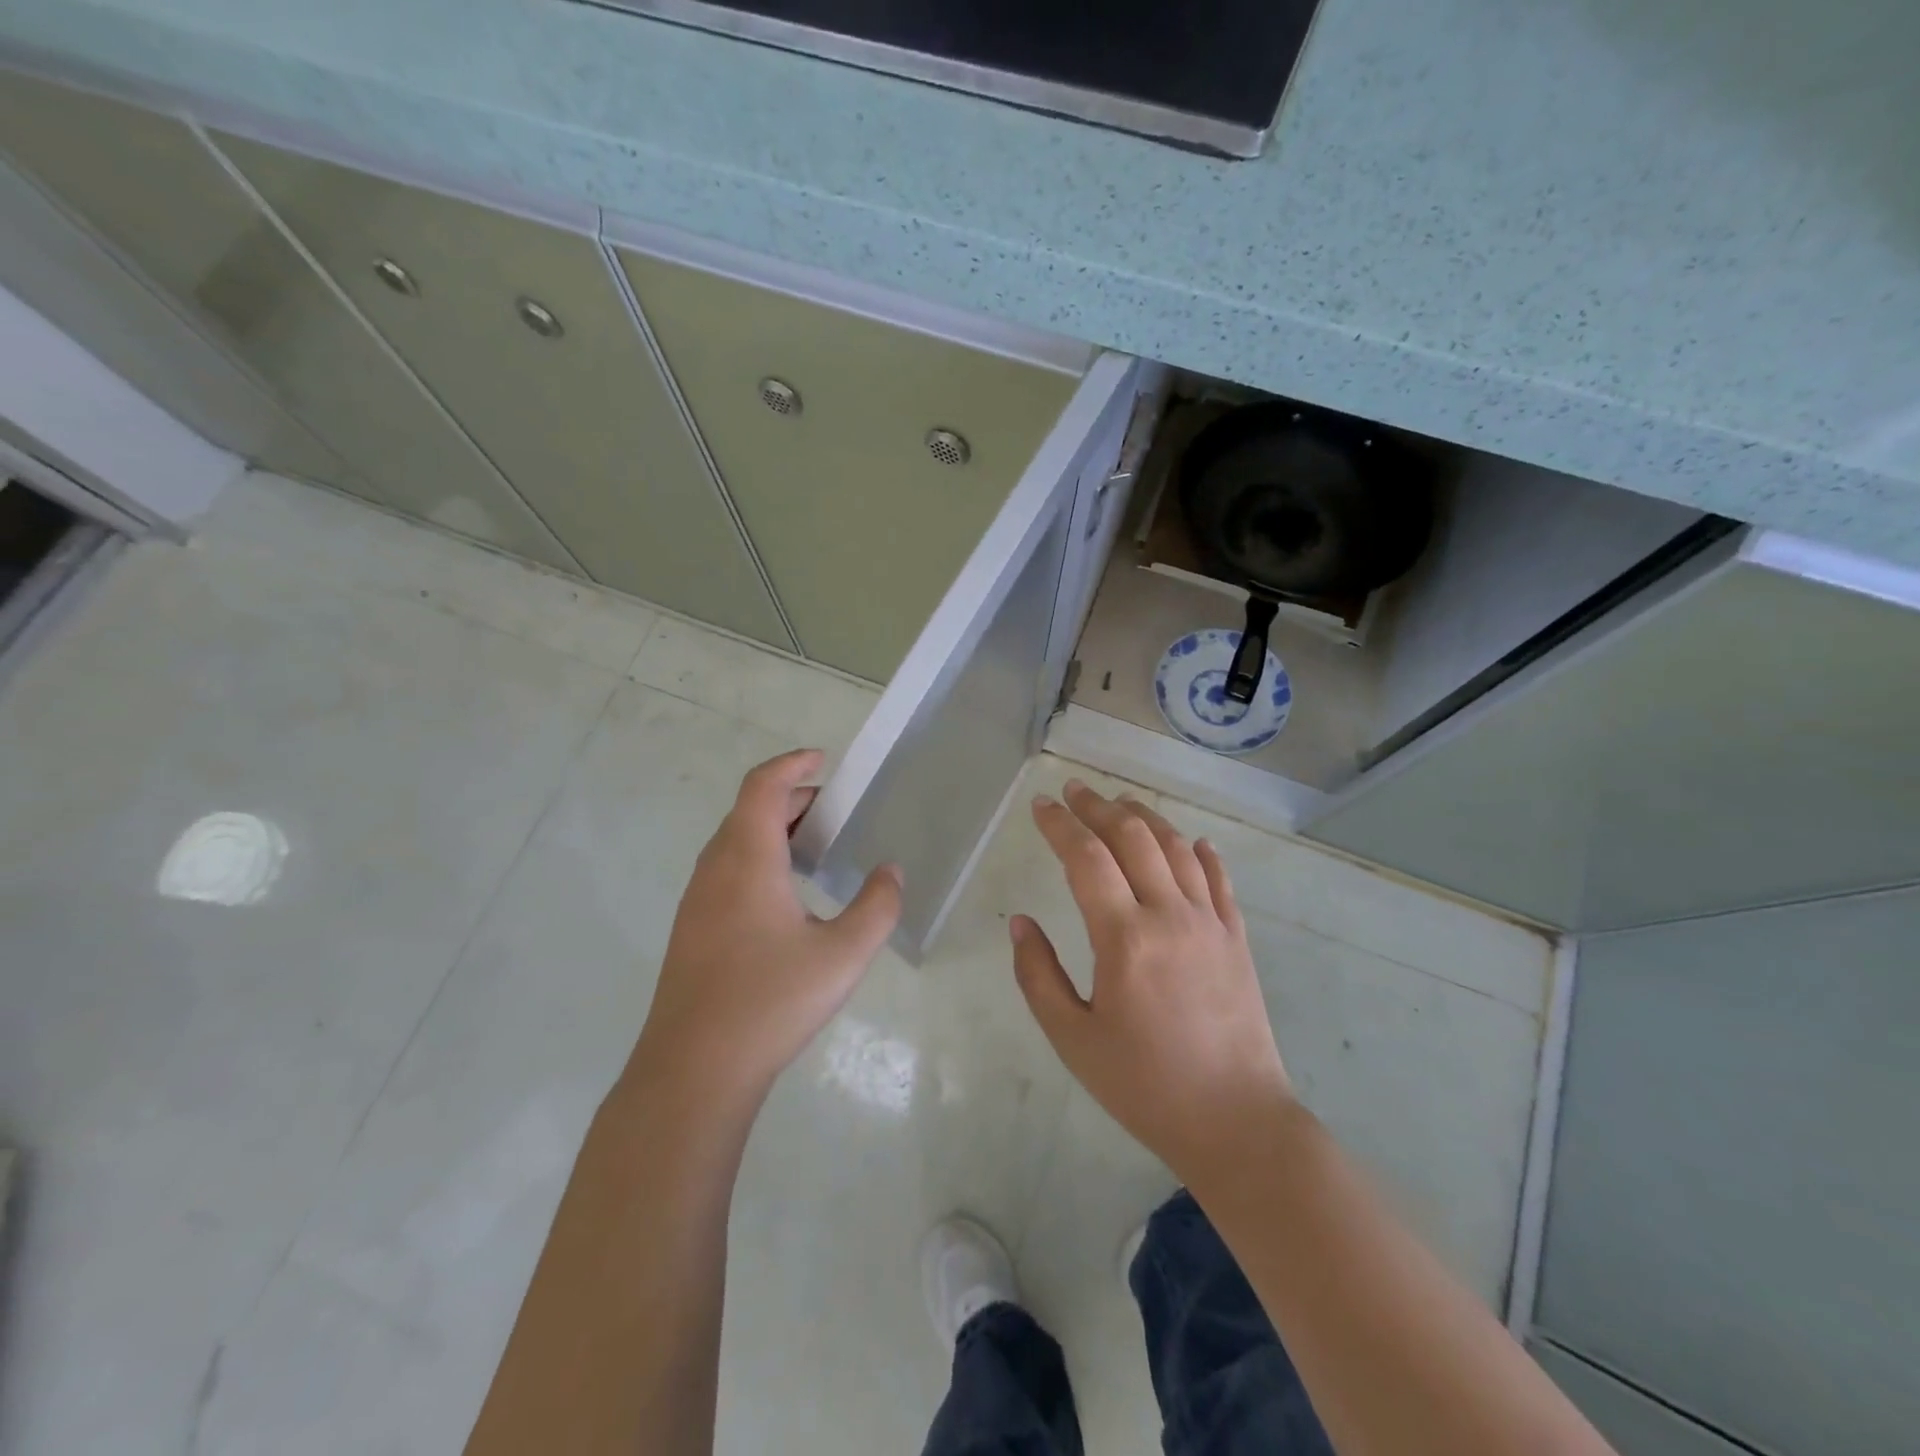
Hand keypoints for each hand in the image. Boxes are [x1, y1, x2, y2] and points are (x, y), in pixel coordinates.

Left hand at [629, 749, 902, 1106]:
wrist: (693, 1070)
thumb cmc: (770, 1002)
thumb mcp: (843, 954)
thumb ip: (877, 907)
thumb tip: (891, 872)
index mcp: (748, 858)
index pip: (764, 786)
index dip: (792, 763)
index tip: (824, 760)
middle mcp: (716, 868)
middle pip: (750, 810)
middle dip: (794, 800)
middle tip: (836, 814)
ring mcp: (698, 900)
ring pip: (736, 842)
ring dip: (774, 831)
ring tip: (817, 851)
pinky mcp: (693, 929)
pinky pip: (728, 870)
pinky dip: (759, 859)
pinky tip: (787, 898)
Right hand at [1011, 780, 1293, 1179]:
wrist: (1236, 1122)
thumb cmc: (1144, 1085)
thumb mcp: (1073, 1039)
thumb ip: (1038, 975)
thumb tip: (1021, 922)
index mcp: (1124, 938)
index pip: (1085, 857)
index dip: (1060, 825)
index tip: (1041, 806)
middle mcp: (1169, 915)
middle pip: (1132, 838)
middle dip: (1098, 807)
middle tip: (1074, 790)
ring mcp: (1209, 923)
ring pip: (1176, 848)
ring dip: (1145, 817)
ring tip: (1121, 802)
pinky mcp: (1236, 939)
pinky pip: (1219, 880)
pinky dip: (1201, 853)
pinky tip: (1192, 841)